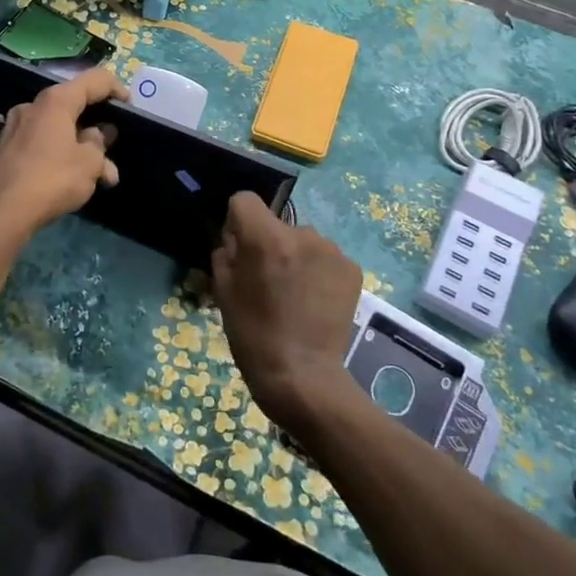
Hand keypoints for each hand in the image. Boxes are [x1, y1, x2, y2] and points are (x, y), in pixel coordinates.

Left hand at [0, 66, 126, 243]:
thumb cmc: (52, 179)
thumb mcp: (89, 163)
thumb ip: (99, 144)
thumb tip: (97, 134)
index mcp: (55, 101)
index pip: (94, 80)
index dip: (116, 88)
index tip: (130, 107)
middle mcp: (32, 107)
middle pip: (73, 107)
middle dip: (97, 129)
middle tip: (113, 151)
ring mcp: (14, 128)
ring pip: (57, 131)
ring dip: (80, 150)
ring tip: (100, 179)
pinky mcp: (4, 150)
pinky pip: (41, 145)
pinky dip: (59, 157)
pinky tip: (70, 182)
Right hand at [211, 193, 362, 432]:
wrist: (301, 375)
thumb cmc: (252, 333)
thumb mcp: (222, 289)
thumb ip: (226, 251)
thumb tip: (235, 235)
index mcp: (265, 237)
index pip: (244, 199)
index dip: (237, 220)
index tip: (238, 248)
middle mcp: (301, 234)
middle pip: (276, 223)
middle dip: (269, 243)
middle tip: (267, 280)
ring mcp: (331, 251)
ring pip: (303, 240)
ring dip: (295, 257)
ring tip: (294, 295)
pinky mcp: (352, 269)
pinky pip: (325, 258)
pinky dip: (318, 272)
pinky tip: (314, 301)